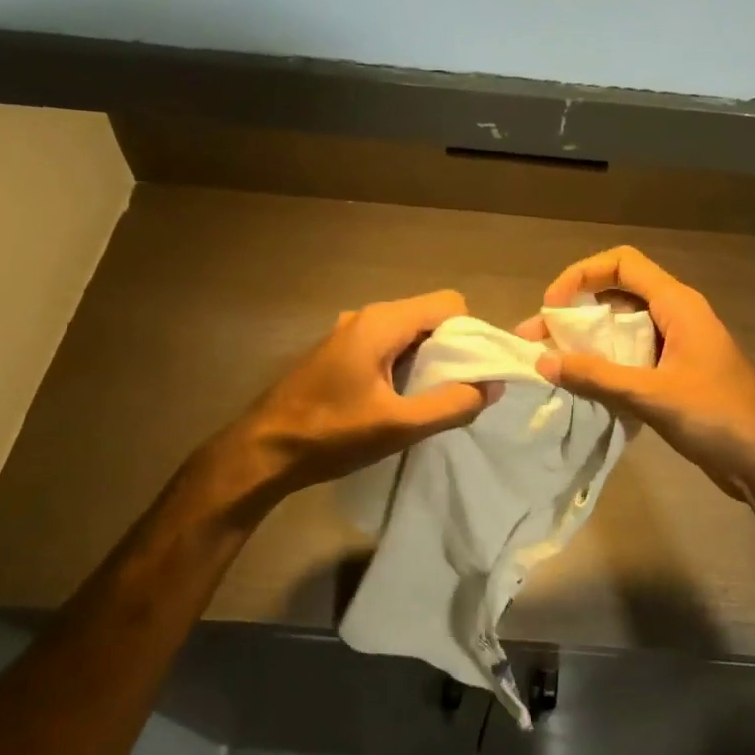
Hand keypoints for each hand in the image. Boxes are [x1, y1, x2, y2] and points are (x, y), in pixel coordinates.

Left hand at [203, 290, 493, 513]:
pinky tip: (398, 401)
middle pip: (430, 316)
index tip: (475, 372)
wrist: (262, 451)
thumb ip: (452, 404)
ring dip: (428, 361)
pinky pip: (389, 346)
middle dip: (452, 349)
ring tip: (429, 400)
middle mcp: (367, 316)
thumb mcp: (399, 426)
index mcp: (381, 322)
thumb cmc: (330, 435)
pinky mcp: (341, 352)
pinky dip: (405, 366)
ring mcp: (350, 332)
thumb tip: (491, 387)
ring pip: (410, 333)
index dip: (471, 334)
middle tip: (455, 391)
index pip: (450, 303)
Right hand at [531, 247, 754, 504]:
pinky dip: (604, 365)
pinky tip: (580, 386)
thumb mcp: (653, 395)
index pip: (622, 263)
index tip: (552, 307)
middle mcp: (675, 316)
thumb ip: (597, 377)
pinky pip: (631, 358)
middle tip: (535, 341)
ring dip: (586, 343)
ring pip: (622, 330)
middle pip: (616, 296)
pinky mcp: (675, 375)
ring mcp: (677, 346)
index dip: (581, 275)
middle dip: (574, 314)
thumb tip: (543, 362)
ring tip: (550, 365)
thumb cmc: (719, 417)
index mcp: (677, 304)